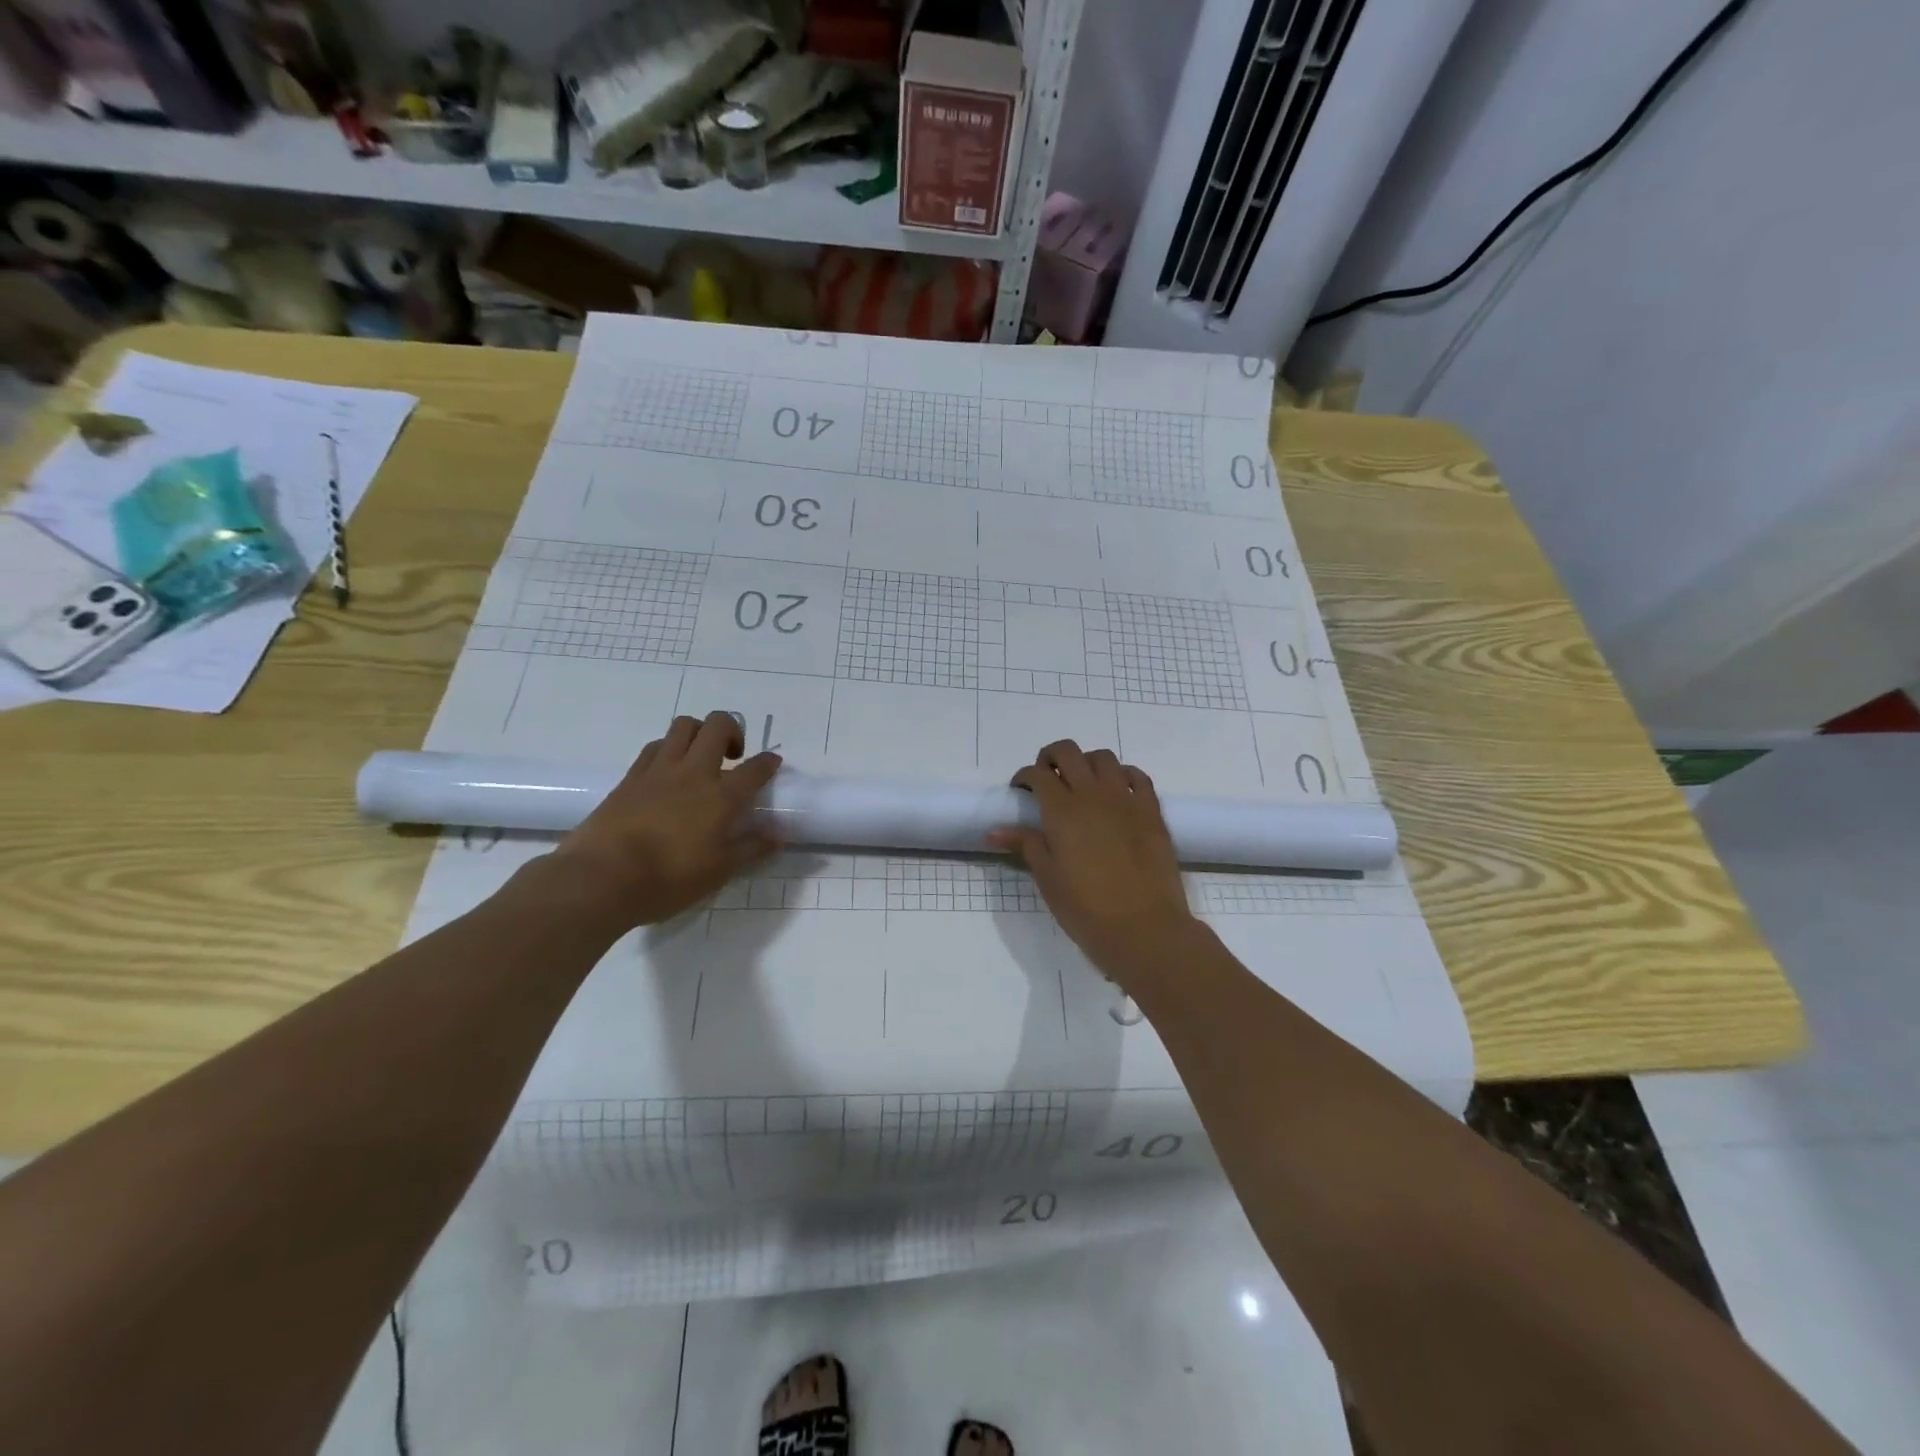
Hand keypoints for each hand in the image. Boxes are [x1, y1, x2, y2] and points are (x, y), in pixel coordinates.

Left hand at [546, 712, 781, 929]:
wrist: (602, 877)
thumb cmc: (668, 879)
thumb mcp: (719, 871)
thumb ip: (751, 848)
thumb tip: (779, 834)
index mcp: (722, 796)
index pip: (755, 768)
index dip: (768, 763)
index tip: (772, 764)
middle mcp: (694, 773)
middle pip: (718, 726)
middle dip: (733, 731)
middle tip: (733, 756)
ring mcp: (659, 770)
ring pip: (684, 726)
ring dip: (699, 733)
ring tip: (700, 757)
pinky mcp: (630, 776)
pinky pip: (655, 746)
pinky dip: (669, 748)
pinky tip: (668, 770)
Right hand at [987, 740, 1199, 983]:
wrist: (1145, 928)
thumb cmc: (1087, 909)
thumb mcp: (1048, 879)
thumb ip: (1026, 846)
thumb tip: (995, 831)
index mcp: (1061, 811)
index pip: (1037, 774)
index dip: (1024, 776)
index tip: (1021, 792)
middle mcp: (1092, 794)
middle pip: (1067, 752)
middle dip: (1051, 758)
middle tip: (1047, 779)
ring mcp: (1126, 799)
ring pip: (1103, 758)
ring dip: (1086, 763)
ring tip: (1082, 785)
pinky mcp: (1152, 810)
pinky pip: (1136, 776)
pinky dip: (1122, 775)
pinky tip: (1116, 791)